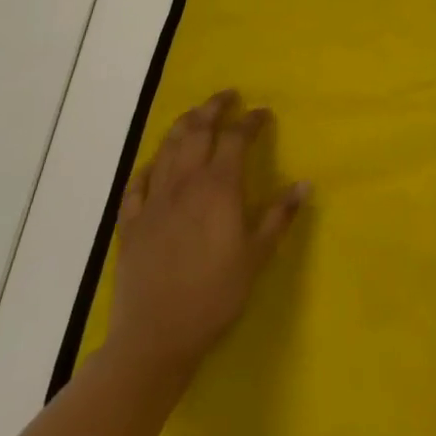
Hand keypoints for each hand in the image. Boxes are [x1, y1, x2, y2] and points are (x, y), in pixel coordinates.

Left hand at [103, 90, 309, 386]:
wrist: (155, 338)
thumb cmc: (213, 296)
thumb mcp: (256, 257)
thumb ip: (278, 216)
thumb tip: (304, 183)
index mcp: (218, 186)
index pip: (236, 137)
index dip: (251, 120)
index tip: (263, 113)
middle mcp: (185, 182)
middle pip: (197, 130)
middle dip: (213, 108)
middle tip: (227, 97)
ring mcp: (154, 200)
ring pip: (167, 148)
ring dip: (183, 125)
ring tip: (195, 115)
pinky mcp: (131, 223)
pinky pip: (137, 183)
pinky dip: (148, 166)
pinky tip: (154, 164)